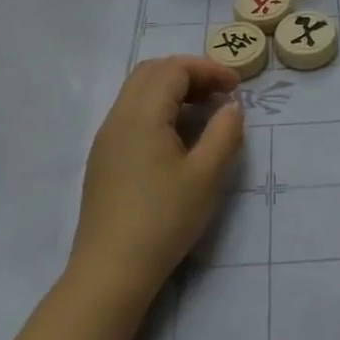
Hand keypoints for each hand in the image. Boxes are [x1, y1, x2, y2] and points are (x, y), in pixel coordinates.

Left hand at [69, 57, 244, 304]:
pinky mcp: (103, 159)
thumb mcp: (206, 176)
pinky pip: (130, 115)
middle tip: (219, 94)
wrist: (110, 270)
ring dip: (171, 91)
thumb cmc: (163, 219)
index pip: (174, 69)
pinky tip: (176, 138)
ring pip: (138, 92)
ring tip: (203, 112)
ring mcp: (106, 138)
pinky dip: (157, 109)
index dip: (208, 69)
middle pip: (151, 72)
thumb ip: (224, 134)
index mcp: (141, 114)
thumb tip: (231, 107)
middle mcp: (118, 117)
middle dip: (188, 74)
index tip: (236, 87)